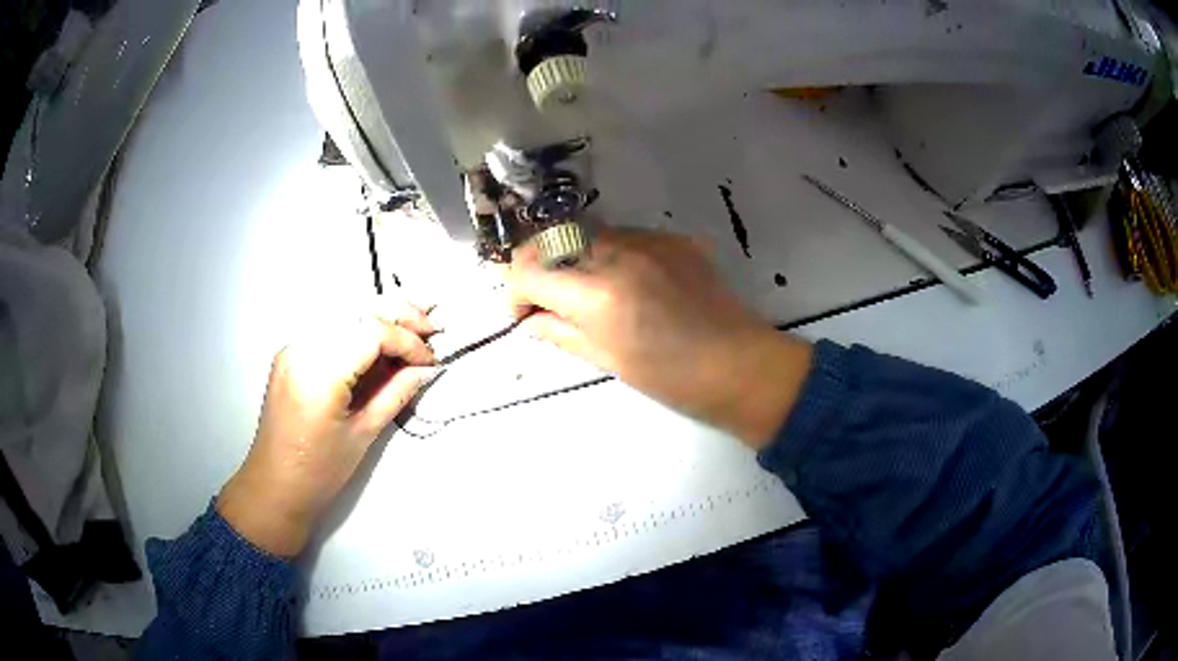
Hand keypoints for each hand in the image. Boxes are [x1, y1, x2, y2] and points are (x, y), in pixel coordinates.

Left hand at [218, 300, 437, 556]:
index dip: (408, 341)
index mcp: (319, 371)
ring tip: (413, 324)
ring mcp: (293, 346)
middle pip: (357, 310)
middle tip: (431, 326)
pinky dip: (359, 327)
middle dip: (399, 314)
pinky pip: (330, 327)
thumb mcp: (364, 434)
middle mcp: (302, 346)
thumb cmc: (320, 471)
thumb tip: (427, 368)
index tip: (431, 361)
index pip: (373, 331)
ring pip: (344, 311)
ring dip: (380, 315)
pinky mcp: (291, 352)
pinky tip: (379, 340)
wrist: (275, 486)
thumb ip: (397, 393)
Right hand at [508, 228, 812, 446]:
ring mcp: (648, 239)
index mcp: (597, 294)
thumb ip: (559, 331)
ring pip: (586, 233)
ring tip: (590, 292)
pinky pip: (623, 236)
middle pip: (551, 240)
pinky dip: (609, 255)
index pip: (527, 269)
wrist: (739, 364)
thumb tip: (531, 318)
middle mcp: (617, 253)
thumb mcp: (606, 360)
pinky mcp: (671, 237)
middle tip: (549, 300)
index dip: (514, 290)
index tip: (524, 312)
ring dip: (573, 259)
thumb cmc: (671, 378)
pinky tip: (627, 283)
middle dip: (539, 269)